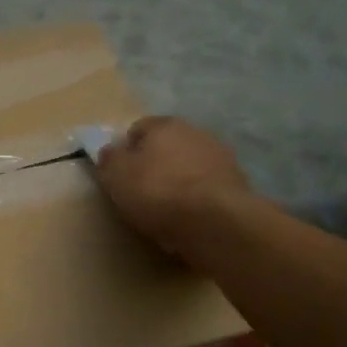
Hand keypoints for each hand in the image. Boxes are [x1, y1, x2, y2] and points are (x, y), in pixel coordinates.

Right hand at [95, 117, 249, 257]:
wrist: (215, 221)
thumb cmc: (158, 192)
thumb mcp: (116, 176)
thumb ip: (109, 159)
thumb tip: (110, 151)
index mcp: (164, 125)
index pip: (137, 129)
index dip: (125, 151)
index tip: (120, 176)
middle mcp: (195, 132)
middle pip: (167, 147)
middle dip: (155, 165)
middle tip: (141, 194)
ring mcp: (221, 157)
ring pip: (189, 167)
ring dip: (179, 182)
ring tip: (167, 211)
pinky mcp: (237, 184)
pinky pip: (207, 189)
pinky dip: (198, 200)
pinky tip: (189, 220)